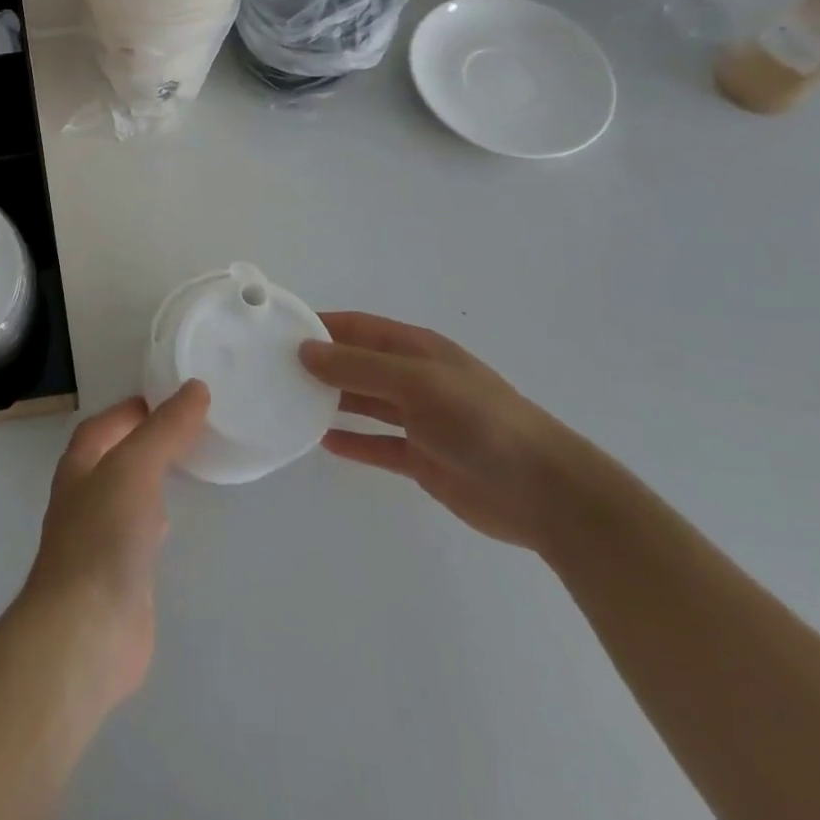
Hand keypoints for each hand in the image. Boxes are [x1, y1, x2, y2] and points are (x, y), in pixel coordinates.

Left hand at [17, 382, 210, 706]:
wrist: (86, 630)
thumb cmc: (104, 536)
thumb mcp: (135, 467)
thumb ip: (164, 429)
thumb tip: (195, 388)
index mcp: (79, 467)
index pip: (101, 426)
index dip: (130, 410)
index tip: (167, 399)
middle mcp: (83, 498)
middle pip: (111, 458)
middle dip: (141, 442)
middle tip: (185, 429)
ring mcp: (98, 540)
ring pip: (125, 496)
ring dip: (148, 479)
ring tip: (184, 468)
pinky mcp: (117, 577)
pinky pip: (136, 534)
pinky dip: (154, 519)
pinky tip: (172, 525)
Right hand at [300, 312, 588, 550]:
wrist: (547, 494)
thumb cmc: (481, 423)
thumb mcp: (417, 383)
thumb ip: (359, 367)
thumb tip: (304, 350)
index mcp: (416, 349)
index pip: (357, 327)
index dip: (320, 325)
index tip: (277, 329)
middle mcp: (414, 378)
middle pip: (356, 364)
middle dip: (319, 364)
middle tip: (272, 370)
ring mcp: (419, 419)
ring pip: (363, 403)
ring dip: (331, 402)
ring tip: (288, 402)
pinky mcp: (423, 458)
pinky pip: (377, 445)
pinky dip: (352, 442)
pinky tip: (322, 443)